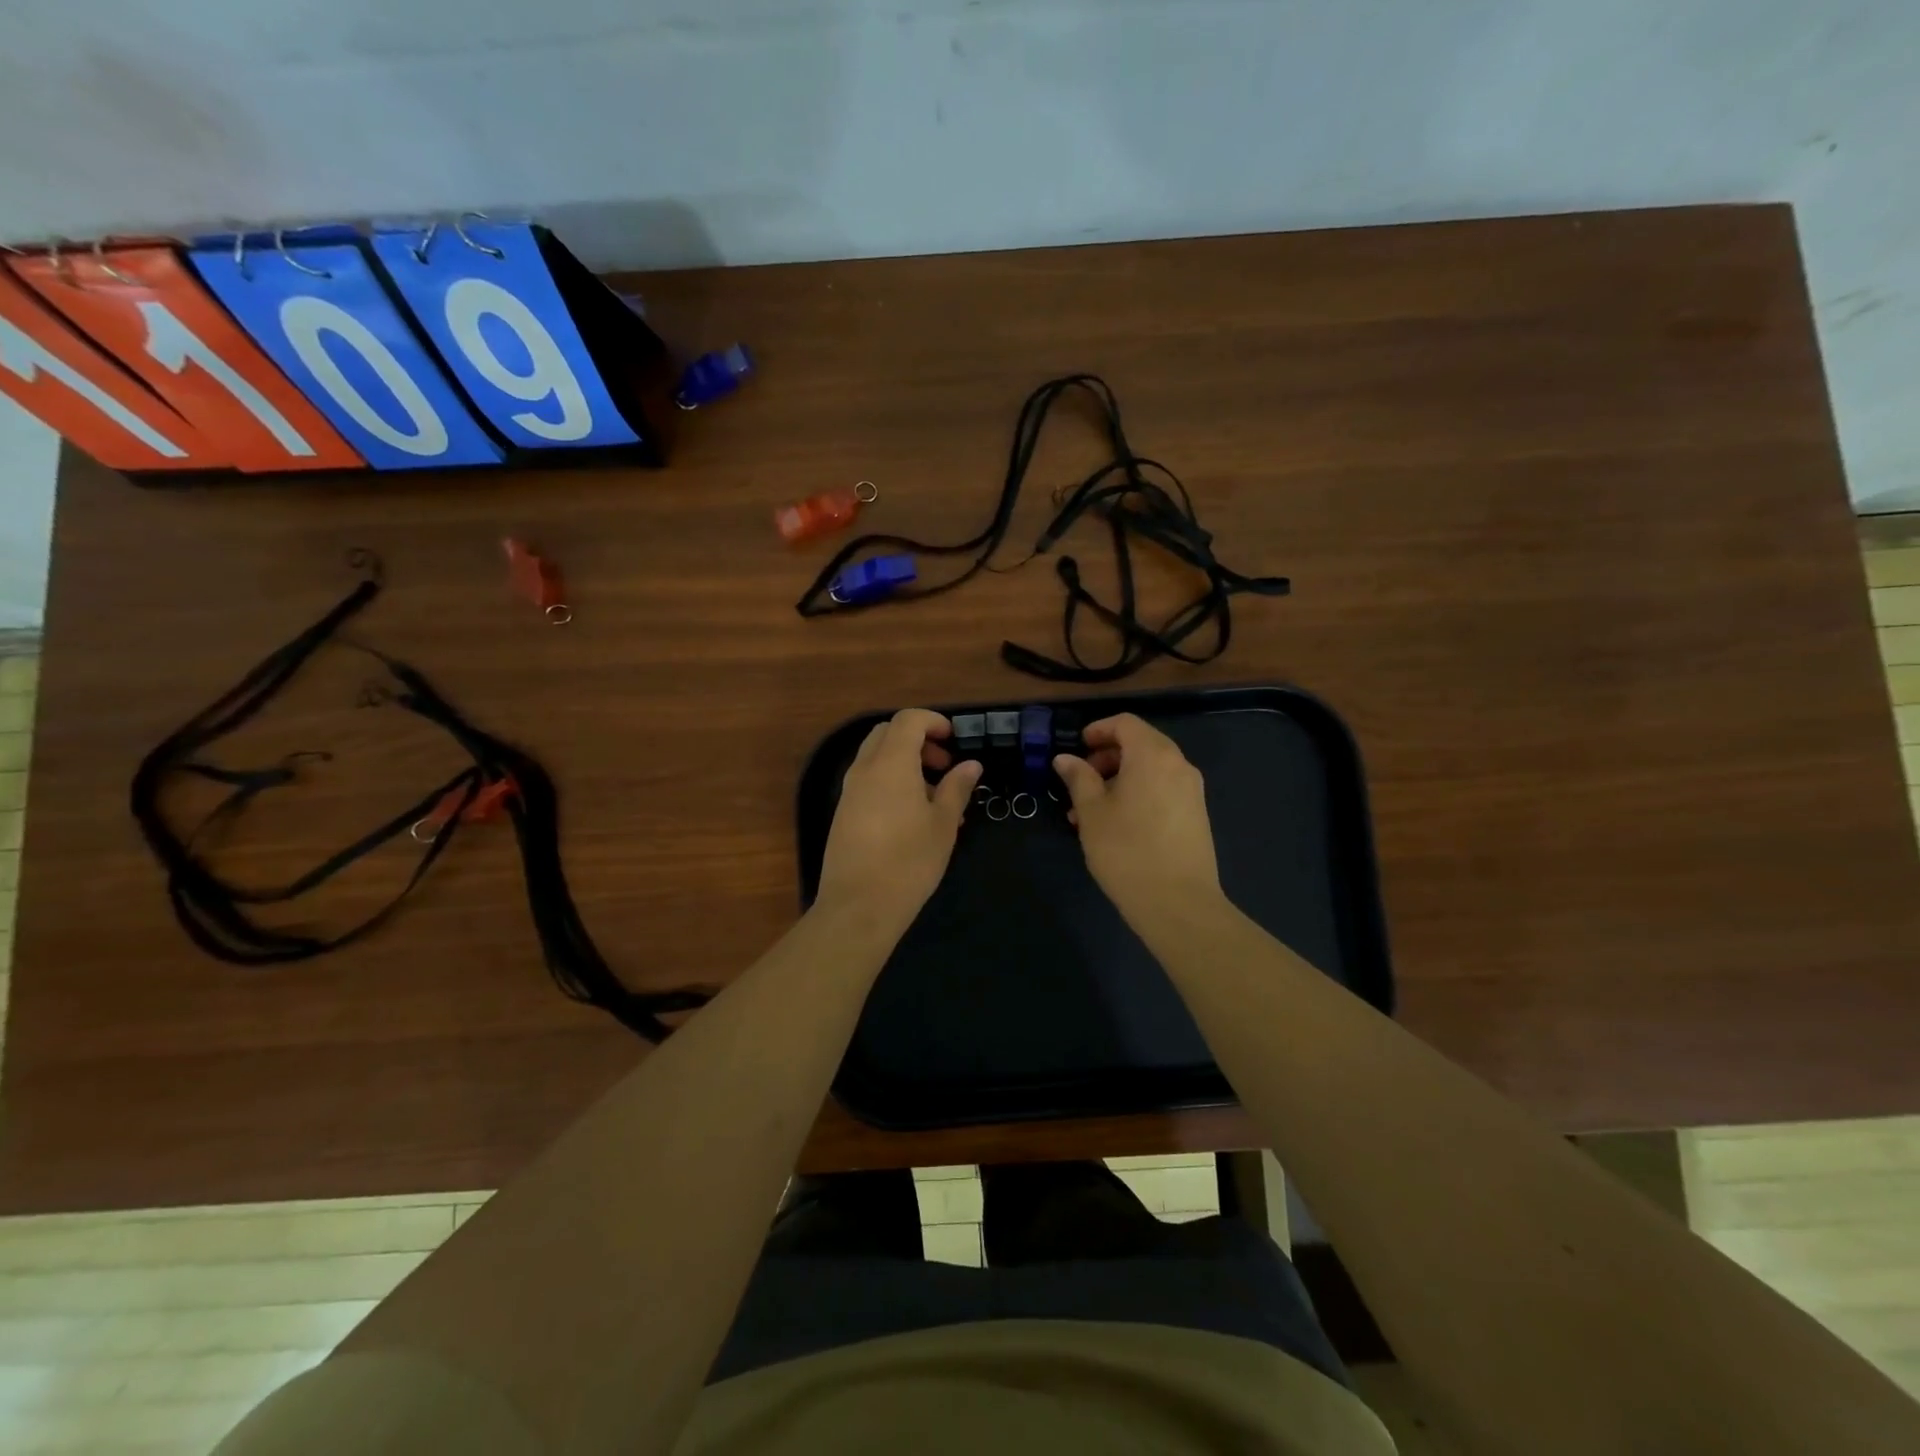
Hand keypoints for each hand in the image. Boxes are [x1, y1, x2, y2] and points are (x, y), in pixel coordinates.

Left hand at [815, 709, 981, 928]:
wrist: (859, 906)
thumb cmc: (909, 862)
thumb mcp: (943, 825)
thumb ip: (957, 788)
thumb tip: (970, 765)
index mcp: (891, 764)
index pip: (908, 720)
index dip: (933, 721)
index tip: (953, 740)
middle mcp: (864, 769)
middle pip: (888, 733)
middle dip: (918, 740)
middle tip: (944, 766)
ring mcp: (849, 792)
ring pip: (876, 758)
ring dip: (905, 762)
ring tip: (935, 796)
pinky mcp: (843, 813)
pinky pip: (869, 781)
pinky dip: (891, 781)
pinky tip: (913, 816)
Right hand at [1054, 713, 1222, 917]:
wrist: (1178, 904)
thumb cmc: (1126, 850)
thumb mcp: (1091, 812)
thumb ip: (1078, 778)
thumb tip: (1065, 758)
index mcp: (1153, 755)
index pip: (1125, 723)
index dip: (1098, 729)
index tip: (1077, 748)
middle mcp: (1178, 765)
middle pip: (1140, 744)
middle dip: (1106, 757)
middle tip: (1079, 782)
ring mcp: (1192, 791)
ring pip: (1150, 770)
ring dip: (1119, 780)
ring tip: (1089, 811)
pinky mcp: (1196, 816)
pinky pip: (1162, 790)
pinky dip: (1138, 794)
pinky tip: (1115, 825)